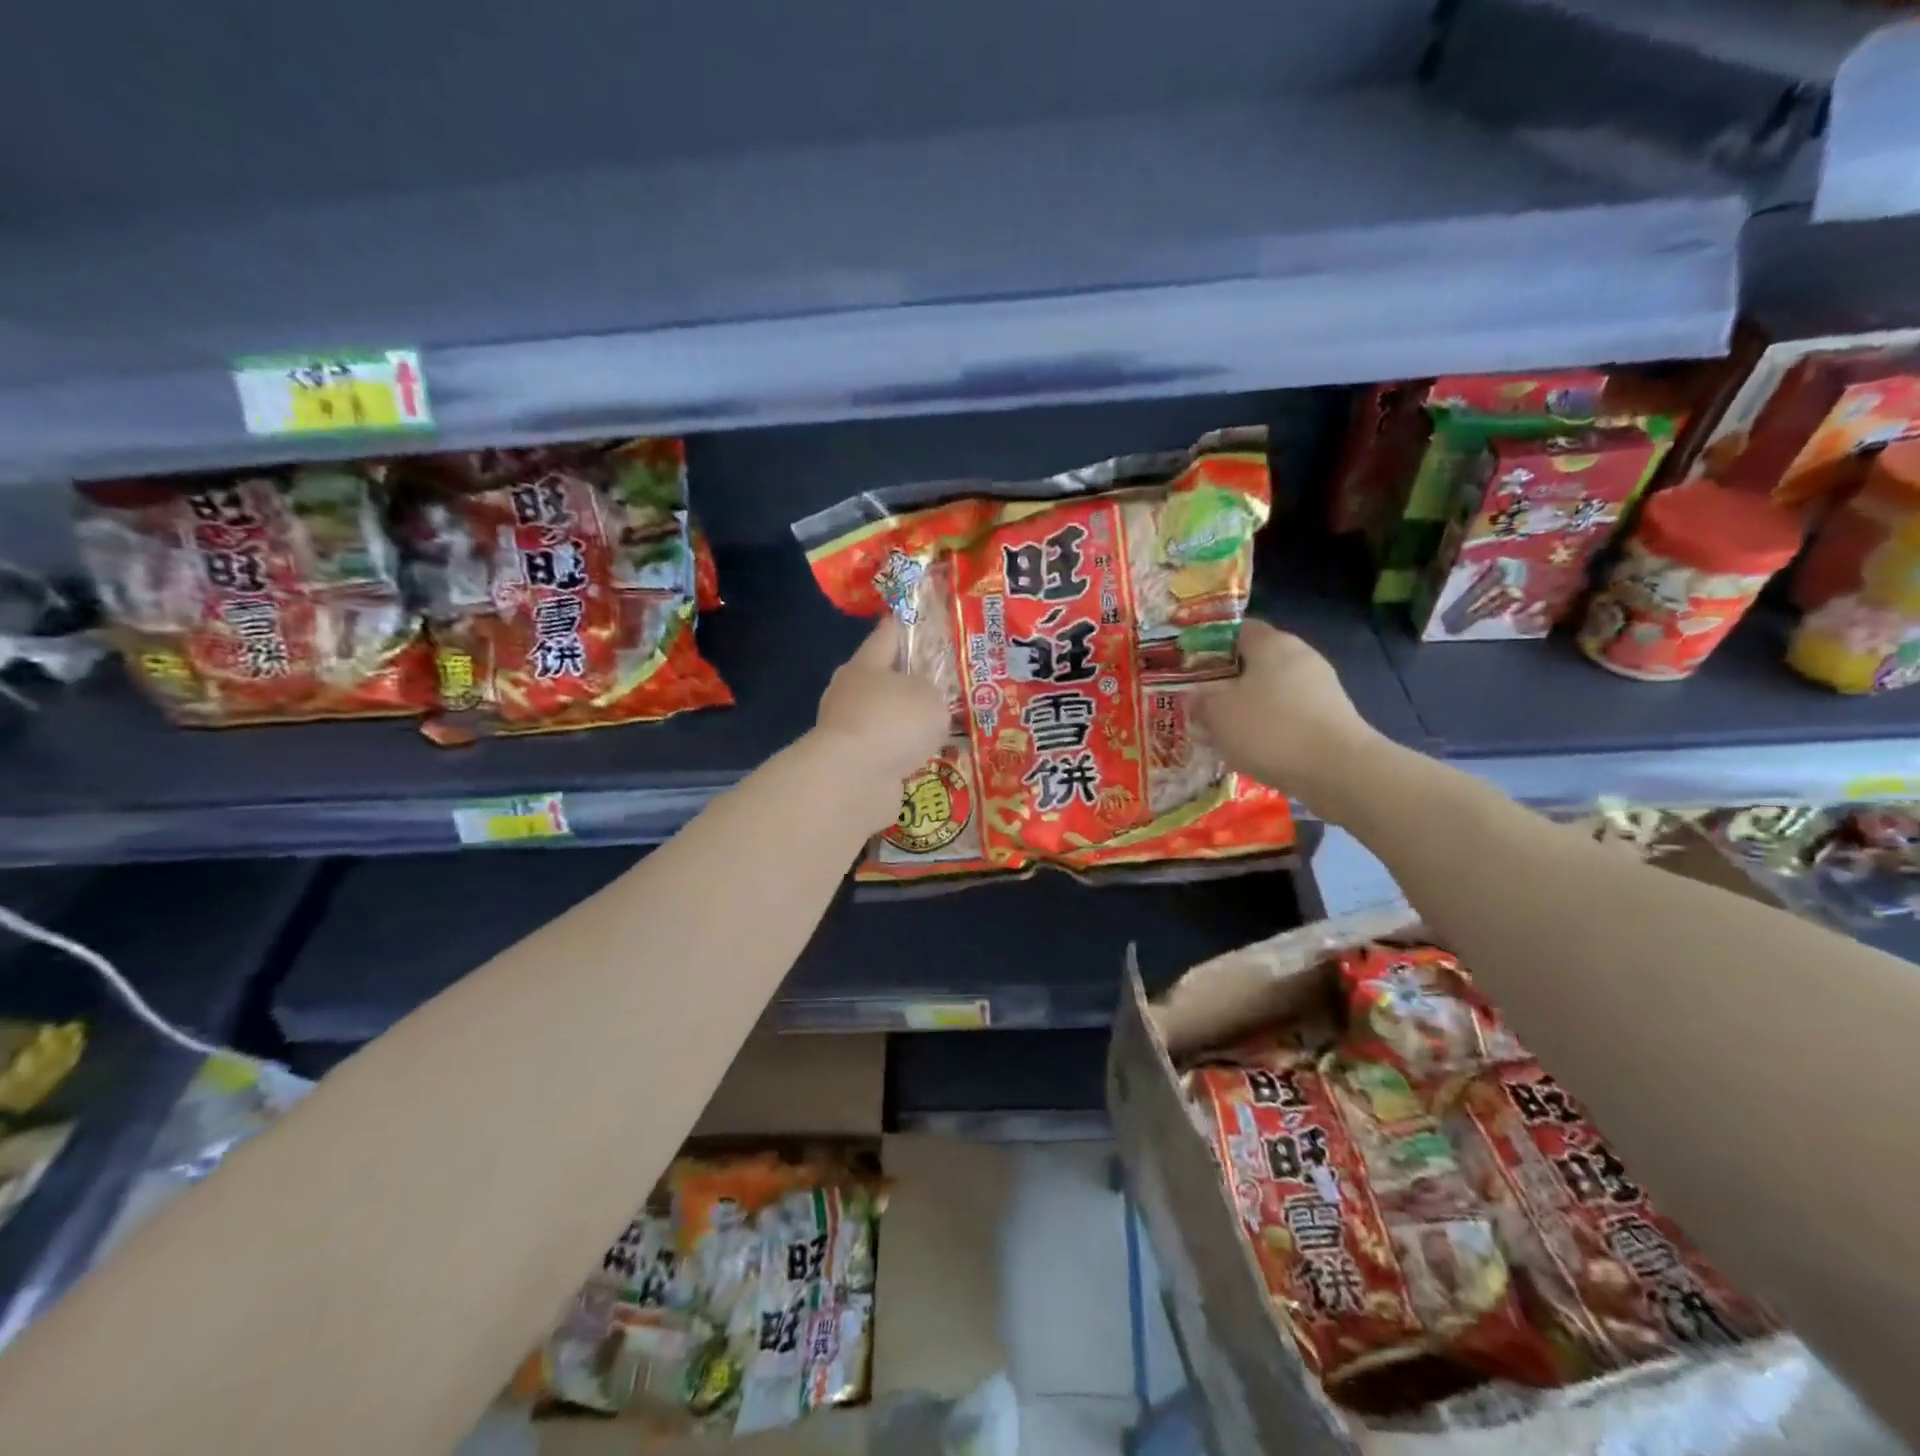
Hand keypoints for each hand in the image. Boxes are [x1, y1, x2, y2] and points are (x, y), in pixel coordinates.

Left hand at [814, 617, 951, 817]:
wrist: (852, 781)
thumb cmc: (892, 722)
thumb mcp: (930, 697)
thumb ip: (935, 692)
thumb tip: (926, 704)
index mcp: (866, 664)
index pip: (887, 634)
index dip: (906, 624)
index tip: (922, 619)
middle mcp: (850, 693)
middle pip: (883, 678)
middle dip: (909, 680)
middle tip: (943, 682)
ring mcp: (847, 730)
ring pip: (883, 717)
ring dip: (905, 722)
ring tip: (939, 725)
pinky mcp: (850, 763)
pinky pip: (883, 750)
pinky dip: (900, 752)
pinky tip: (922, 757)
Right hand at [1194, 619, 1377, 811]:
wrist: (1337, 769)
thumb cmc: (1269, 728)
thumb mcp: (1217, 713)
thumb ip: (1200, 701)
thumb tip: (1198, 697)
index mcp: (1271, 643)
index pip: (1237, 629)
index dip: (1211, 645)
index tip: (1191, 668)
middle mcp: (1300, 655)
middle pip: (1256, 661)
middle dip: (1229, 681)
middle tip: (1203, 704)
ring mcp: (1321, 686)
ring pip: (1273, 691)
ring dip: (1250, 708)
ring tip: (1225, 733)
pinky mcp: (1332, 716)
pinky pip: (1291, 715)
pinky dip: (1272, 728)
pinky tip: (1256, 750)